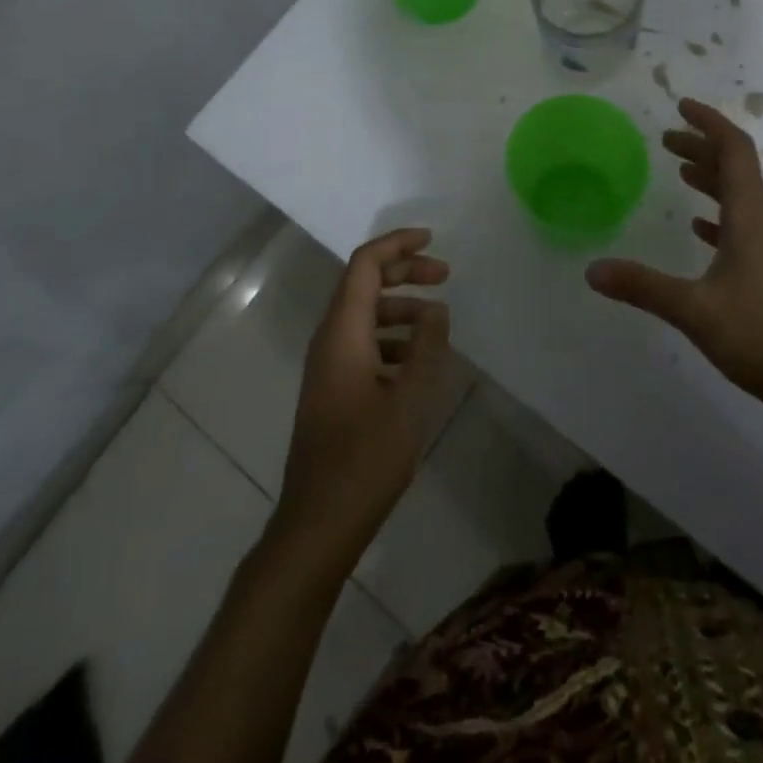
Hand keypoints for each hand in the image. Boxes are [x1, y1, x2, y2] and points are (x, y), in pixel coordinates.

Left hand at [274, 228, 454, 563]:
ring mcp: (327, 366)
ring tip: (439, 322)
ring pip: (365, 316)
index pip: (365, 265)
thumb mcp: (408, 400)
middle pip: (363, 284)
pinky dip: (391, 339)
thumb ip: (425, 348)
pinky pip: (363, 344)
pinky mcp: (332, 390)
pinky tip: (418, 361)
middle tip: (445, 275)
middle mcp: (329, 340)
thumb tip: (436, 309)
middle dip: (404, 272)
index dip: (397, 245)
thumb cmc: (364, 460)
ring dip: (401, 308)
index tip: (432, 239)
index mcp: (343, 332)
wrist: (316, 523)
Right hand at [586, 98, 762, 415]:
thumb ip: (643, 287)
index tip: (681, 107)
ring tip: (679, 170)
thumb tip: (592, 270)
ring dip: (710, 178)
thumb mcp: (695, 310)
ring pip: (738, 199)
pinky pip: (741, 229)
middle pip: (736, 170)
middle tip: (667, 139)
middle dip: (702, 148)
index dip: (709, 124)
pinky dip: (717, 216)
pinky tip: (699, 229)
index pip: (735, 152)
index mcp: (750, 219)